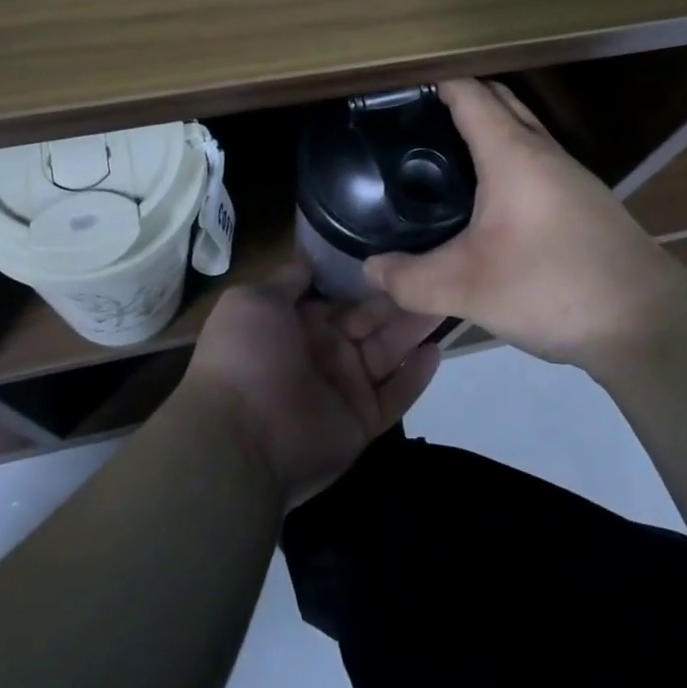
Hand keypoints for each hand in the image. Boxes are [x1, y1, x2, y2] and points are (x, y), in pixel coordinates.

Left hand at [183, 262, 441, 507]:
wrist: (238, 435)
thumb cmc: (245, 356)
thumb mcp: (254, 301)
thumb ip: (287, 280)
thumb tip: (309, 257)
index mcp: (299, 322)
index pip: (342, 296)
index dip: (369, 278)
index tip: (401, 253)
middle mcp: (325, 351)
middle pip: (372, 320)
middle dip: (401, 298)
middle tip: (438, 272)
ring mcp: (345, 387)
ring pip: (389, 351)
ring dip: (415, 328)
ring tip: (448, 300)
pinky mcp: (362, 420)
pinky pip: (396, 395)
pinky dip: (417, 376)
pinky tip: (438, 350)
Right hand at [364, 79, 686, 369]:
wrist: (650, 323)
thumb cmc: (554, 287)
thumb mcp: (468, 288)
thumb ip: (410, 280)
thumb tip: (370, 269)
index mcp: (513, 154)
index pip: (470, 93)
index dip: (434, 82)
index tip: (397, 89)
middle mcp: (544, 152)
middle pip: (499, 101)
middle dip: (459, 97)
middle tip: (414, 120)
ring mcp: (571, 176)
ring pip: (521, 130)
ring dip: (486, 127)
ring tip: (442, 153)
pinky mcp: (584, 202)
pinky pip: (535, 159)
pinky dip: (505, 157)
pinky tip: (487, 199)